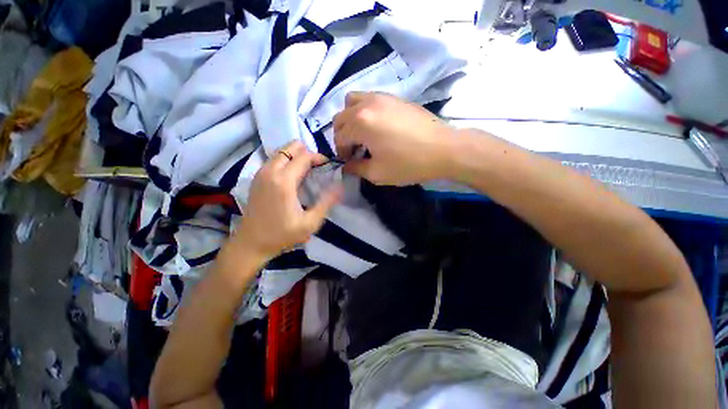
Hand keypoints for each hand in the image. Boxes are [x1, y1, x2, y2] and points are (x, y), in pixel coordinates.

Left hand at [231, 141, 342, 261]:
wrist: (251, 243)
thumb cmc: (282, 234)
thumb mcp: (310, 223)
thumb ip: (326, 202)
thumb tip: (340, 186)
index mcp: (284, 181)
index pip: (304, 156)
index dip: (319, 157)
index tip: (328, 166)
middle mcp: (270, 171)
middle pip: (291, 147)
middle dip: (308, 153)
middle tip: (318, 168)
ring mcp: (261, 173)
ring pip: (282, 151)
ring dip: (297, 156)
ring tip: (308, 171)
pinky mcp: (256, 177)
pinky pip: (275, 159)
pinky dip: (287, 161)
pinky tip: (293, 176)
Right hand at [333, 92, 456, 185]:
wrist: (443, 149)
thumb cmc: (408, 164)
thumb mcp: (377, 173)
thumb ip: (356, 169)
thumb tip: (346, 166)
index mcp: (360, 123)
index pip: (339, 137)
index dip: (341, 152)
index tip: (349, 162)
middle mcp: (366, 104)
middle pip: (341, 117)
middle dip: (342, 135)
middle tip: (354, 150)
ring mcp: (381, 97)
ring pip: (352, 101)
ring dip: (350, 119)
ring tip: (362, 134)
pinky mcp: (394, 97)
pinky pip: (369, 98)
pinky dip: (364, 111)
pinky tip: (377, 126)